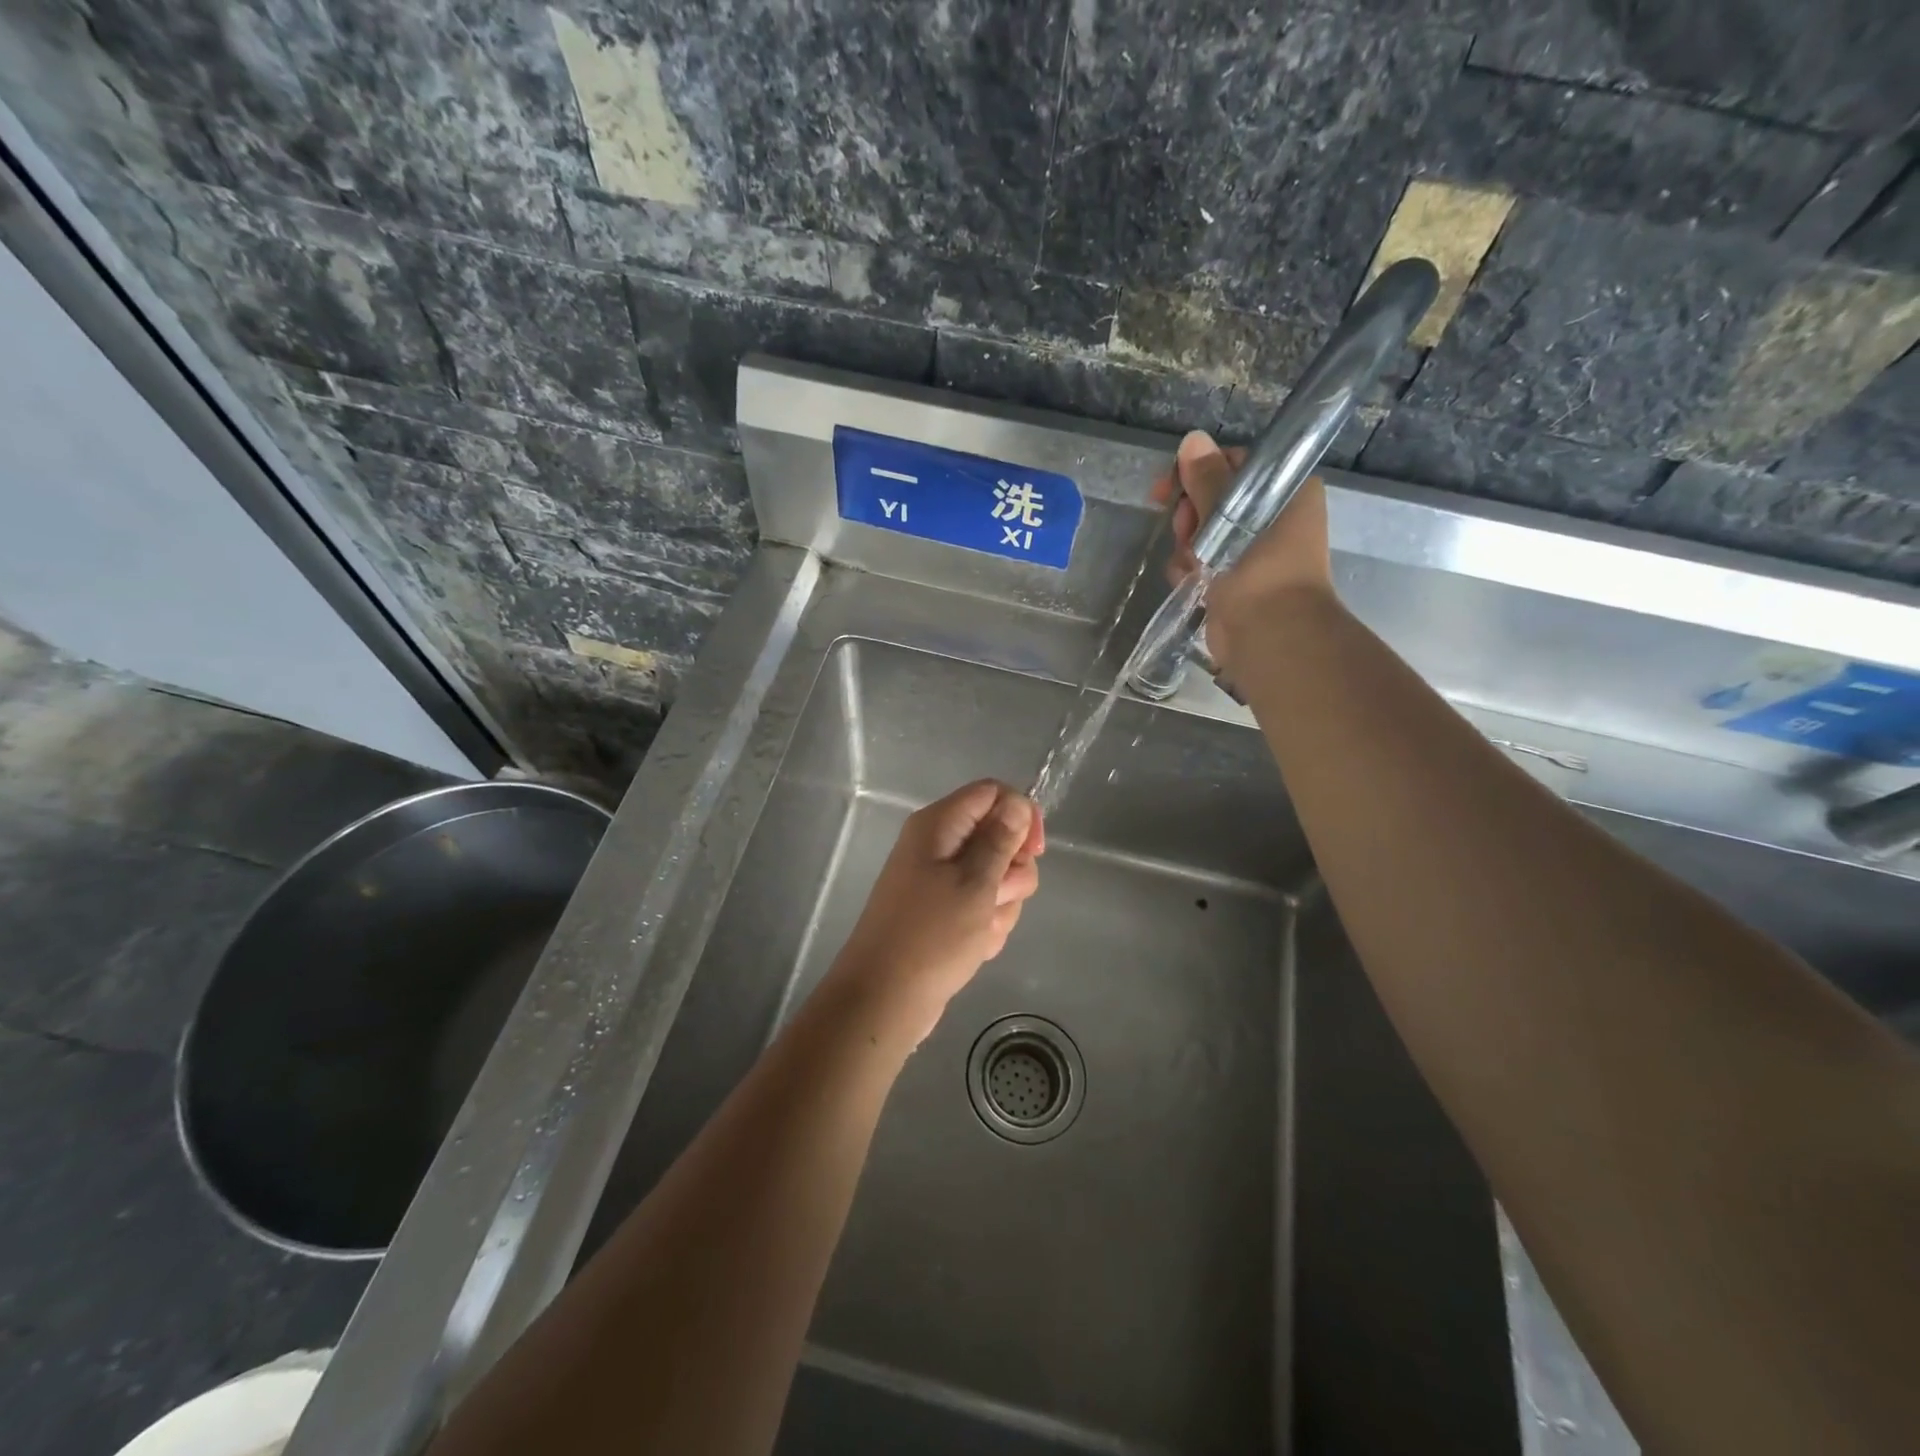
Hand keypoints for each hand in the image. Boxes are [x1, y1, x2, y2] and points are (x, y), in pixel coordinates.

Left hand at [827, 780, 1044, 1042]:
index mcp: (939, 825)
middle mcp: (938, 845)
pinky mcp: (944, 912)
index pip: (992, 793)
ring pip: (997, 877)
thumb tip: (1017, 803)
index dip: (1020, 815)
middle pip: (999, 837)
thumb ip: (1000, 840)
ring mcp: (940, 880)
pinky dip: (987, 925)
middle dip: (1012, 872)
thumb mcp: (976, 883)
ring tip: (981, 930)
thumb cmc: (931, 936)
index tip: (1034, 851)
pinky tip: (975, 947)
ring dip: (1002, 905)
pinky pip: (982, 906)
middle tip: (996, 897)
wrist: (884, 999)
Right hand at [1148, 430, 1333, 674]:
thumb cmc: (1258, 568)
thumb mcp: (1230, 515)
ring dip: (1188, 547)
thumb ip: (1208, 479)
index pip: (1235, 465)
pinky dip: (1190, 571)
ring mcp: (1251, 553)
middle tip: (1185, 530)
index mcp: (1286, 492)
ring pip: (1202, 534)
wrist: (1268, 635)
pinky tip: (1191, 582)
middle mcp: (1272, 518)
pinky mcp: (1233, 581)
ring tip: (1192, 564)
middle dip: (1190, 516)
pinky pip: (1200, 564)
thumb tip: (1192, 441)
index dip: (1199, 472)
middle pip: (1213, 501)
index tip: (1169, 487)